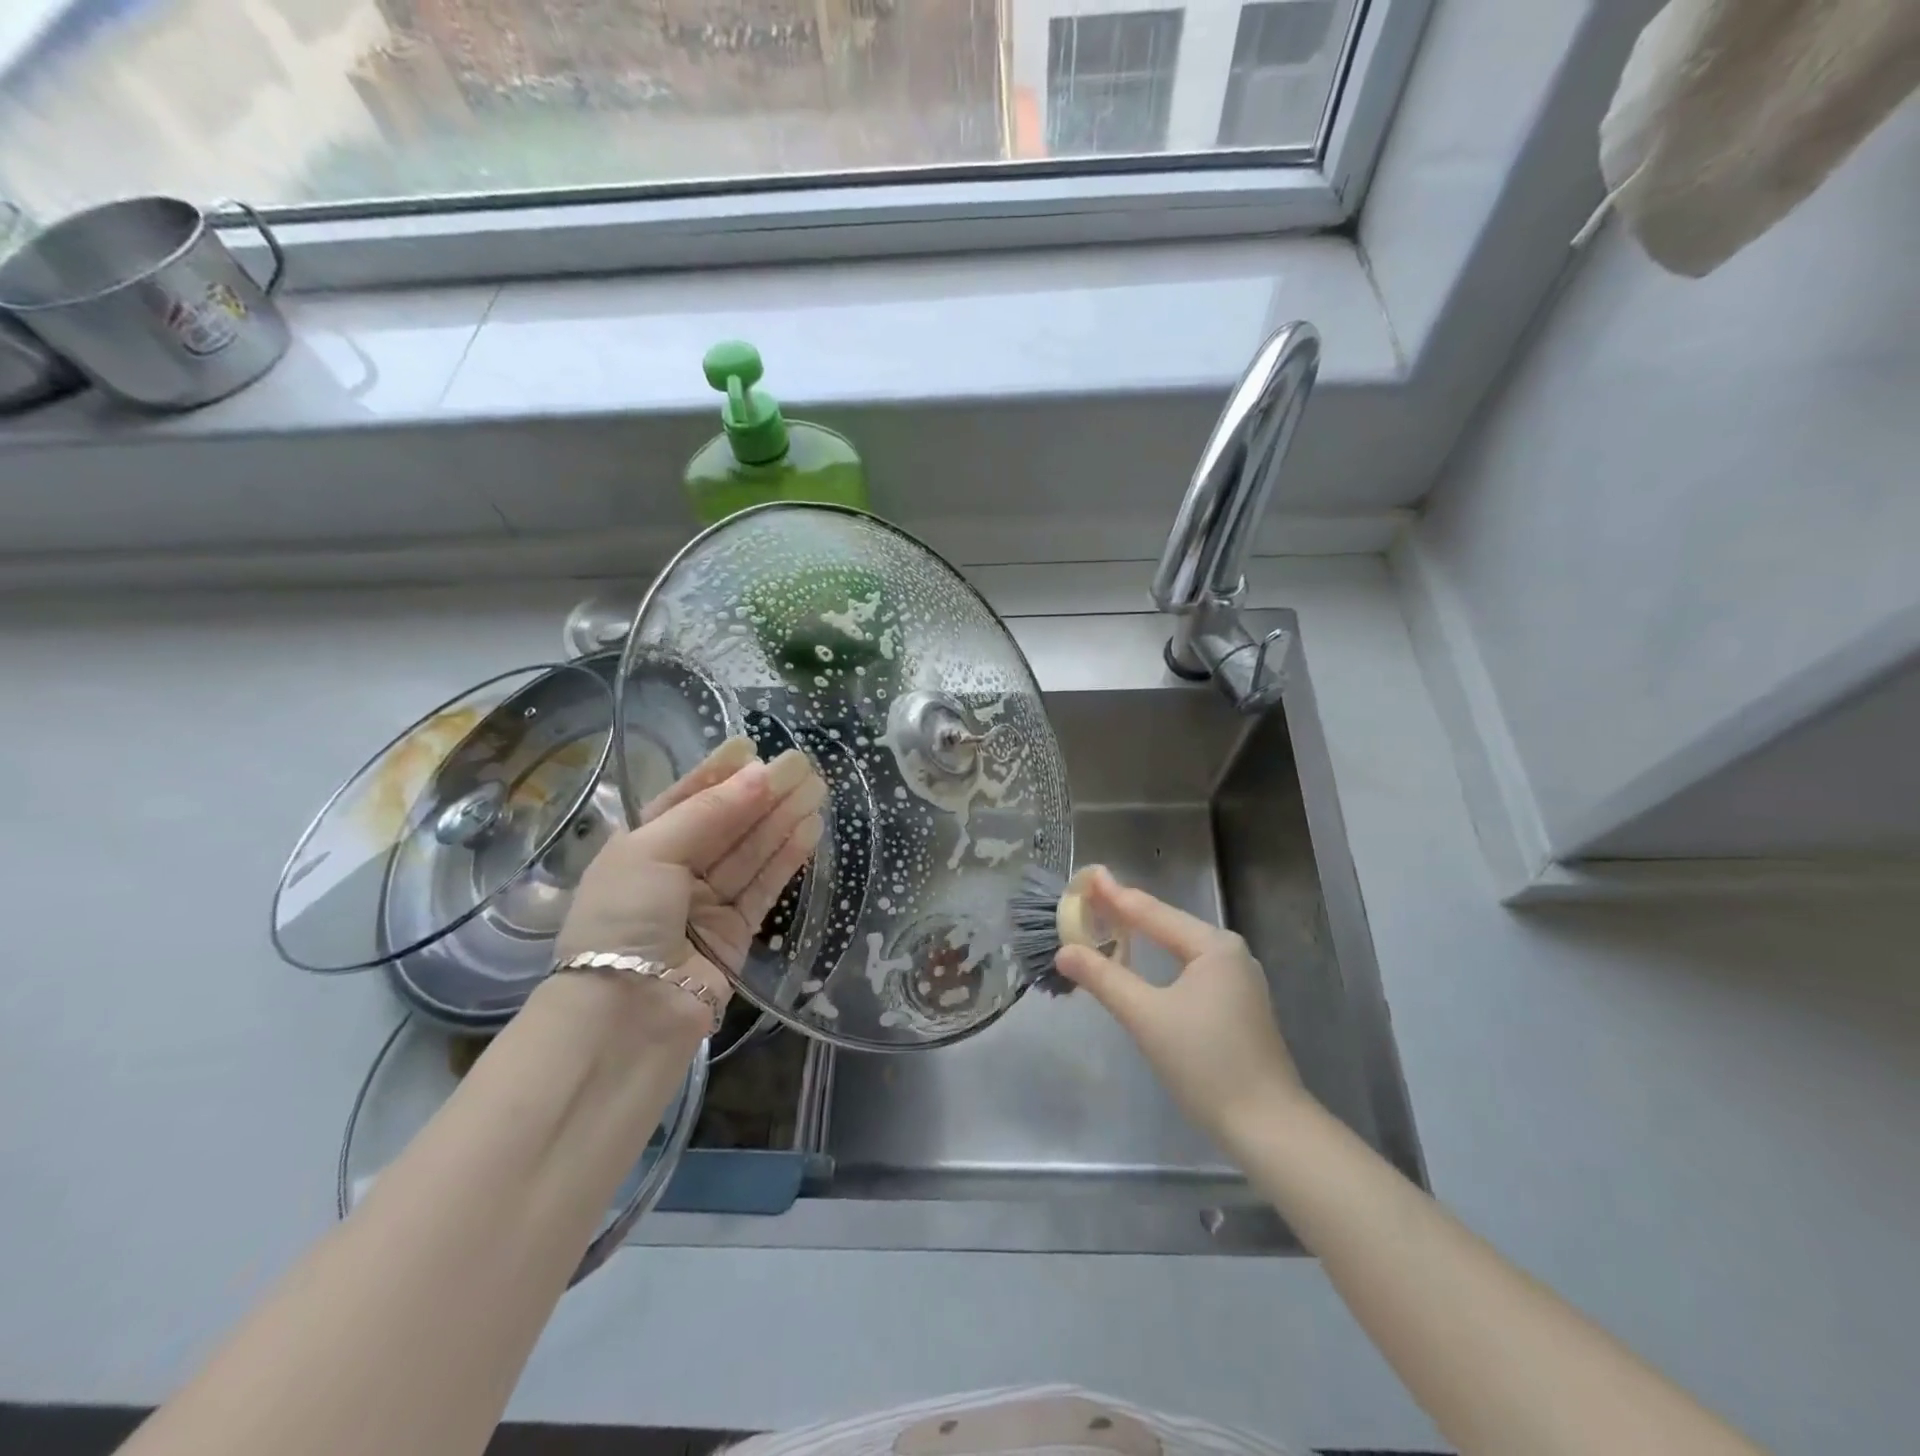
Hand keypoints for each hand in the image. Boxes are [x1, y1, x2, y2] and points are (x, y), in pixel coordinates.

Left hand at [554, 737, 825, 1035]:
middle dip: (762, 793)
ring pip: (751, 851)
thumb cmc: (623, 919)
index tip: (751, 746)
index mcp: (640, 847)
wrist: (626, 1016)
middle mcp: (674, 871)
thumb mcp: (651, 851)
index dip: (718, 772)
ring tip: (816, 788)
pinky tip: (810, 828)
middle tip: (802, 764)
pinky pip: (764, 885)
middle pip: (727, 823)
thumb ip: (709, 812)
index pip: (685, 799)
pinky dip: (787, 857)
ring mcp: (706, 903)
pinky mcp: (736, 932)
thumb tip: (758, 775)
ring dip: (782, 819)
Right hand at [1054, 866, 1305, 1141]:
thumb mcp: (1147, 1017)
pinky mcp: (1238, 1005)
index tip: (1087, 874)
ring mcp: (1238, 980)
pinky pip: (1189, 968)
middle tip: (1088, 900)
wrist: (1268, 1129)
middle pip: (1167, 924)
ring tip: (1107, 925)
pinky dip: (1160, 961)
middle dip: (1126, 913)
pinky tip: (1142, 964)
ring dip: (1143, 938)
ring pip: (1179, 948)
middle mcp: (1229, 953)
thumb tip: (1065, 952)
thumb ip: (1104, 978)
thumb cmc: (1206, 1065)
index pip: (1152, 911)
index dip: (1114, 894)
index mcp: (1213, 946)